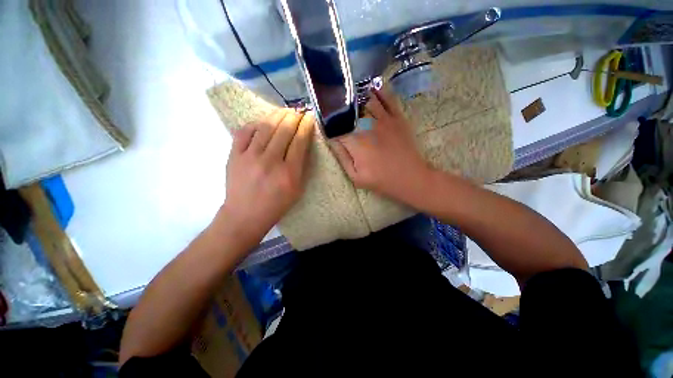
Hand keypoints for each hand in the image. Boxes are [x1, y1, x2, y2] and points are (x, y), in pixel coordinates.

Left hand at [220, 108, 314, 241]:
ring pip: (265, 127)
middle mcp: (270, 161)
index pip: (299, 141)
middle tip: (298, 111)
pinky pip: (245, 132)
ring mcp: (249, 157)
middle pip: (284, 130)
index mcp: (289, 173)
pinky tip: (263, 122)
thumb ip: (302, 166)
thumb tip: (304, 143)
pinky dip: (256, 123)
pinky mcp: (234, 155)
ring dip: (277, 115)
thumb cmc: (276, 205)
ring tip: (284, 111)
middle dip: (294, 116)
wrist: (245, 215)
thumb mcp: (297, 189)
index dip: (306, 126)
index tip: (309, 118)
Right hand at [330, 88, 430, 203]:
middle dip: (341, 111)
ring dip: (356, 99)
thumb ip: (342, 157)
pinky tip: (371, 87)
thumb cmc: (381, 180)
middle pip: (349, 111)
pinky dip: (378, 90)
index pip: (336, 127)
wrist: (410, 178)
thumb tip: (331, 140)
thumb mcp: (355, 177)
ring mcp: (384, 119)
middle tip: (336, 110)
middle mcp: (367, 126)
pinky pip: (387, 98)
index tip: (327, 125)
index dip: (330, 125)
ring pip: (365, 100)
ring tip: (350, 98)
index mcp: (355, 142)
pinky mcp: (397, 117)